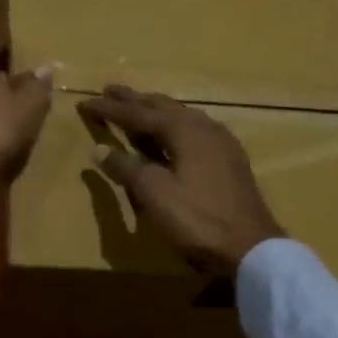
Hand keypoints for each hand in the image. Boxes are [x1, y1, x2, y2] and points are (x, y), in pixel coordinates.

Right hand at [79, 85, 285, 274]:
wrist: (252, 247)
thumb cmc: (198, 219)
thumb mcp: (155, 194)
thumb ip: (126, 168)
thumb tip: (100, 149)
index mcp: (184, 129)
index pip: (138, 113)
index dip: (110, 109)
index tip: (85, 102)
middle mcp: (204, 126)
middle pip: (162, 106)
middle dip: (134, 100)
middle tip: (110, 90)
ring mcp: (221, 142)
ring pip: (181, 116)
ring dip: (155, 111)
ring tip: (138, 107)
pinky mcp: (229, 159)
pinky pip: (194, 130)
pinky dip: (174, 126)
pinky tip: (174, 134)